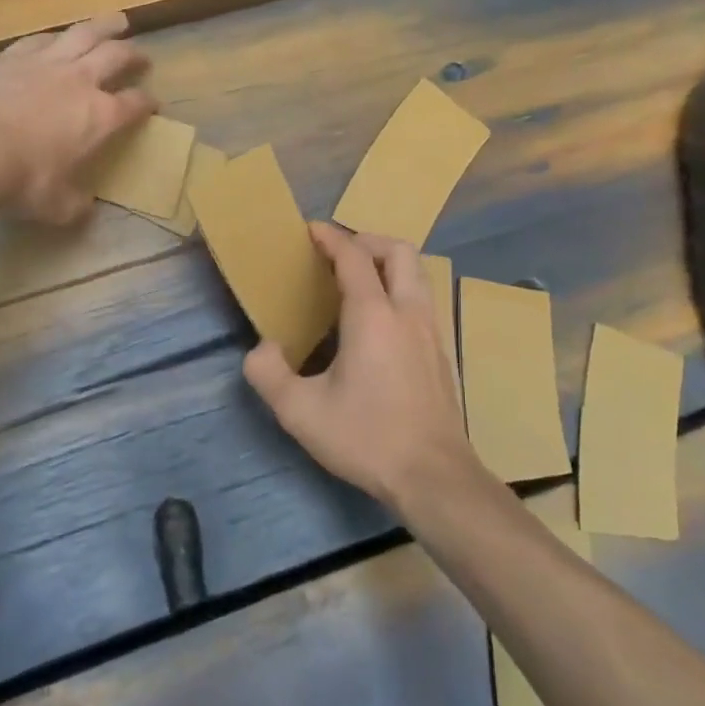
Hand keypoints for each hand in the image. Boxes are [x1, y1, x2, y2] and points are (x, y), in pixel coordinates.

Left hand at [0, 12, 156, 223]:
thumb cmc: (24, 181)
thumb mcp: (58, 206)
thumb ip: (76, 203)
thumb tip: (84, 206)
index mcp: (102, 117)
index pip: (135, 104)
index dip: (147, 103)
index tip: (152, 104)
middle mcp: (81, 81)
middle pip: (117, 56)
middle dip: (134, 55)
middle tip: (141, 56)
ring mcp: (46, 63)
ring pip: (84, 33)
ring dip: (105, 26)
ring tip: (118, 21)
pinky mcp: (12, 56)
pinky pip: (41, 39)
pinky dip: (57, 37)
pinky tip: (58, 37)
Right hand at [244, 224, 472, 509]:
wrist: (433, 475)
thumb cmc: (366, 437)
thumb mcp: (300, 411)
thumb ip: (269, 374)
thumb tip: (262, 348)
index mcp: (373, 315)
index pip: (354, 257)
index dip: (332, 237)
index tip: (311, 230)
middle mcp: (408, 312)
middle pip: (398, 251)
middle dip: (367, 241)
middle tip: (339, 255)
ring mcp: (432, 331)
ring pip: (417, 273)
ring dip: (388, 264)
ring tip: (360, 283)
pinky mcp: (442, 352)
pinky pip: (422, 300)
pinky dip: (401, 290)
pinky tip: (381, 324)